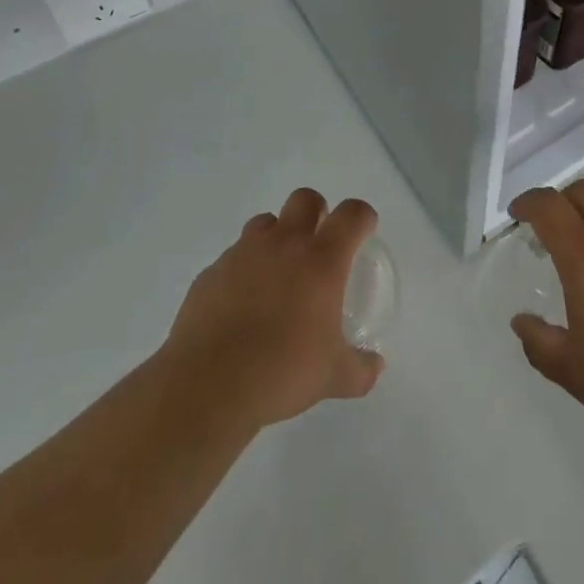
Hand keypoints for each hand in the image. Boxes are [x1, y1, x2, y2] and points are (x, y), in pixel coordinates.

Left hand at [160, 188, 384, 429]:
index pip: (351, 215)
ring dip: (276, 237)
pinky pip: (233, 257)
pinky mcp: (211, 272)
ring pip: (265, 222)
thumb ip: (359, 369)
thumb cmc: (281, 371)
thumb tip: (376, 367)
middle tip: (318, 243)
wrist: (207, 385)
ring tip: (277, 272)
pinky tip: (241, 304)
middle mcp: (284, 244)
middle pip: (305, 199)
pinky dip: (243, 270)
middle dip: (316, 212)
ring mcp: (243, 254)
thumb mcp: (332, 377)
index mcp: (321, 259)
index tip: (364, 231)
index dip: (362, 217)